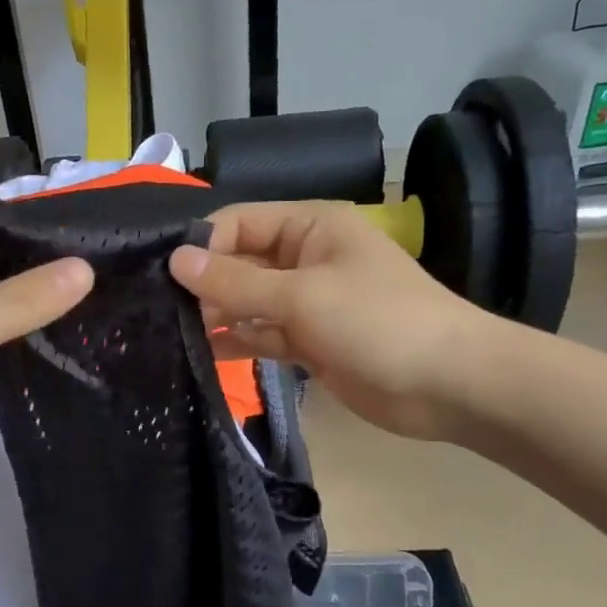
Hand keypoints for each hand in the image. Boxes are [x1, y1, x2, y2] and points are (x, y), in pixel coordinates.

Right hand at [169, 200, 508, 442]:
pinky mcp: (311, 341)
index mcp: (310, 228)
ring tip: (171, 334)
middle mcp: (305, 258)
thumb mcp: (302, 296)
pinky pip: (264, 333)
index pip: (239, 222)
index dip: (202, 245)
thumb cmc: (378, 322)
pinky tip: (204, 354)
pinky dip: (239, 341)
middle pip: (241, 262)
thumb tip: (175, 259)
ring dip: (218, 315)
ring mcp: (308, 301)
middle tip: (157, 310)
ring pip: (249, 301)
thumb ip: (236, 281)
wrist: (449, 385)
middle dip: (205, 284)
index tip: (162, 276)